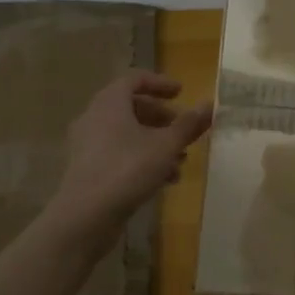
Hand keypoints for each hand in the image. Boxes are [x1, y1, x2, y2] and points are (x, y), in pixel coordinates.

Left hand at [53, 71, 213, 225]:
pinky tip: (164, 180)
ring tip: (180, 160)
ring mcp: (88, 145)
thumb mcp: (166, 146)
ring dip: (155, 142)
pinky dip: (141, 159)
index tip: (181, 93)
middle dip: (161, 117)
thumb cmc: (128, 169)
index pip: (135, 79)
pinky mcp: (88, 169)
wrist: (85, 216)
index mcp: (110, 102)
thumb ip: (188, 125)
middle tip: (183, 129)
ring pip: (127, 134)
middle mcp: (94, 117)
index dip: (160, 83)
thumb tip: (209, 105)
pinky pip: (118, 154)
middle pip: (131, 107)